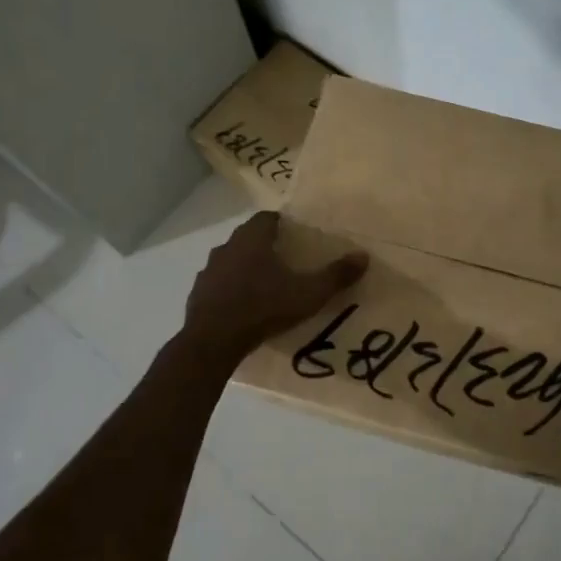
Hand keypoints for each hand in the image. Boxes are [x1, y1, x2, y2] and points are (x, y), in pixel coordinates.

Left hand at [183, 212, 367, 360]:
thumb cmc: (263, 308)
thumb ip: (336, 275)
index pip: (266, 218)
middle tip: (286, 260)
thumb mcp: (307, 294)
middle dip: (265, 245)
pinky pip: (218, 284)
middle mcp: (227, 247)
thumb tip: (363, 256)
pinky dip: (230, 289)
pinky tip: (243, 306)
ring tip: (265, 284)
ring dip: (245, 267)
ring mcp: (208, 271)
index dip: (281, 223)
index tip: (296, 236)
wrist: (213, 342)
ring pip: (231, 260)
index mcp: (252, 239)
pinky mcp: (197, 294)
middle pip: (248, 237)